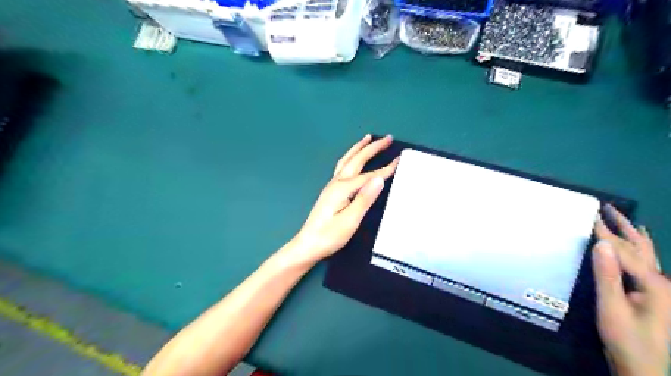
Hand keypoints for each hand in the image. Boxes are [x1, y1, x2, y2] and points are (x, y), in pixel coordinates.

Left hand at [286, 133, 397, 263]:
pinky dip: (351, 157)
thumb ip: (364, 199)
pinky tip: (353, 159)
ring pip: (347, 160)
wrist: (308, 245)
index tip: (400, 158)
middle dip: (372, 147)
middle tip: (387, 137)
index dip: (385, 168)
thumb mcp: (350, 220)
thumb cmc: (330, 236)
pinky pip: (343, 166)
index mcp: (343, 188)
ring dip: (359, 148)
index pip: (369, 175)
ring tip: (368, 138)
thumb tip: (379, 178)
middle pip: (356, 160)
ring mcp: (332, 185)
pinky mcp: (330, 191)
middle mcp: (337, 182)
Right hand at [592, 206, 669, 375]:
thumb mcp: (612, 307)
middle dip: (625, 226)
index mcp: (654, 284)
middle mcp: (662, 282)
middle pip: (643, 248)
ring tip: (626, 220)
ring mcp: (661, 290)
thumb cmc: (626, 338)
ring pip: (648, 255)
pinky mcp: (654, 295)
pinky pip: (647, 264)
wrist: (643, 368)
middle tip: (608, 208)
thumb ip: (607, 275)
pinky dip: (640, 249)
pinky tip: (640, 247)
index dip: (606, 232)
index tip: (590, 214)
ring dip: (634, 235)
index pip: (625, 250)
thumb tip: (601, 244)